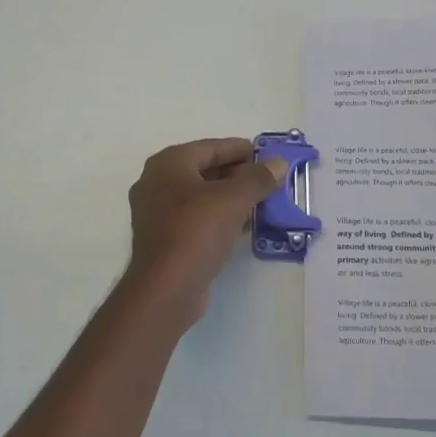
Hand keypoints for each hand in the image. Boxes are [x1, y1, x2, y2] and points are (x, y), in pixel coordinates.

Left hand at [126, 139, 287, 325]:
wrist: (166, 289)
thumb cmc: (196, 231)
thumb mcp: (233, 199)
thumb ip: (257, 178)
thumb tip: (278, 163)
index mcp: (168, 164)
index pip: (210, 147)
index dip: (239, 149)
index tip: (265, 153)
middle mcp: (157, 183)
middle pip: (204, 170)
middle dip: (237, 174)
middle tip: (267, 178)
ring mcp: (158, 213)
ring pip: (201, 196)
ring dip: (230, 197)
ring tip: (262, 200)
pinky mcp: (165, 239)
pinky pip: (197, 218)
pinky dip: (220, 216)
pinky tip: (244, 224)